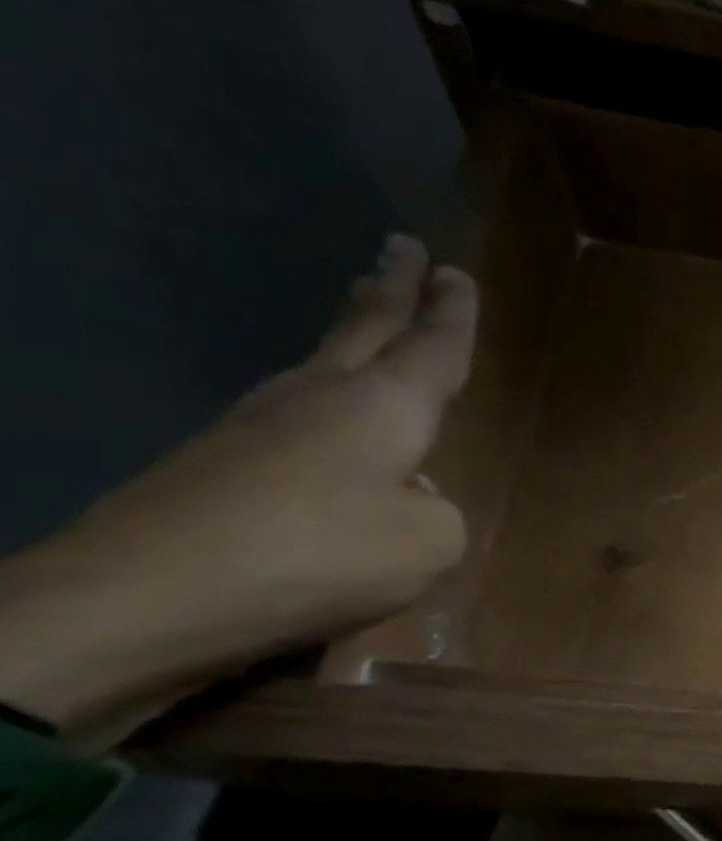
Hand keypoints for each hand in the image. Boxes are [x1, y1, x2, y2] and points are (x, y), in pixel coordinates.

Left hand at [0, 235, 475, 736]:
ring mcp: (260, 422)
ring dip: (352, 327)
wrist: (146, 594)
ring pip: (322, 357)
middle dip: (392, 287)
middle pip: (366, 326)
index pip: (432, 346)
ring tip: (367, 307)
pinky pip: (293, 406)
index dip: (452, 313)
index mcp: (385, 407)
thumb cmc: (320, 555)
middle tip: (404, 247)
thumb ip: (441, 512)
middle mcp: (323, 396)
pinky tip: (328, 412)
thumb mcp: (429, 545)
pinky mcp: (220, 458)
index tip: (456, 271)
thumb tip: (407, 496)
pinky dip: (323, 389)